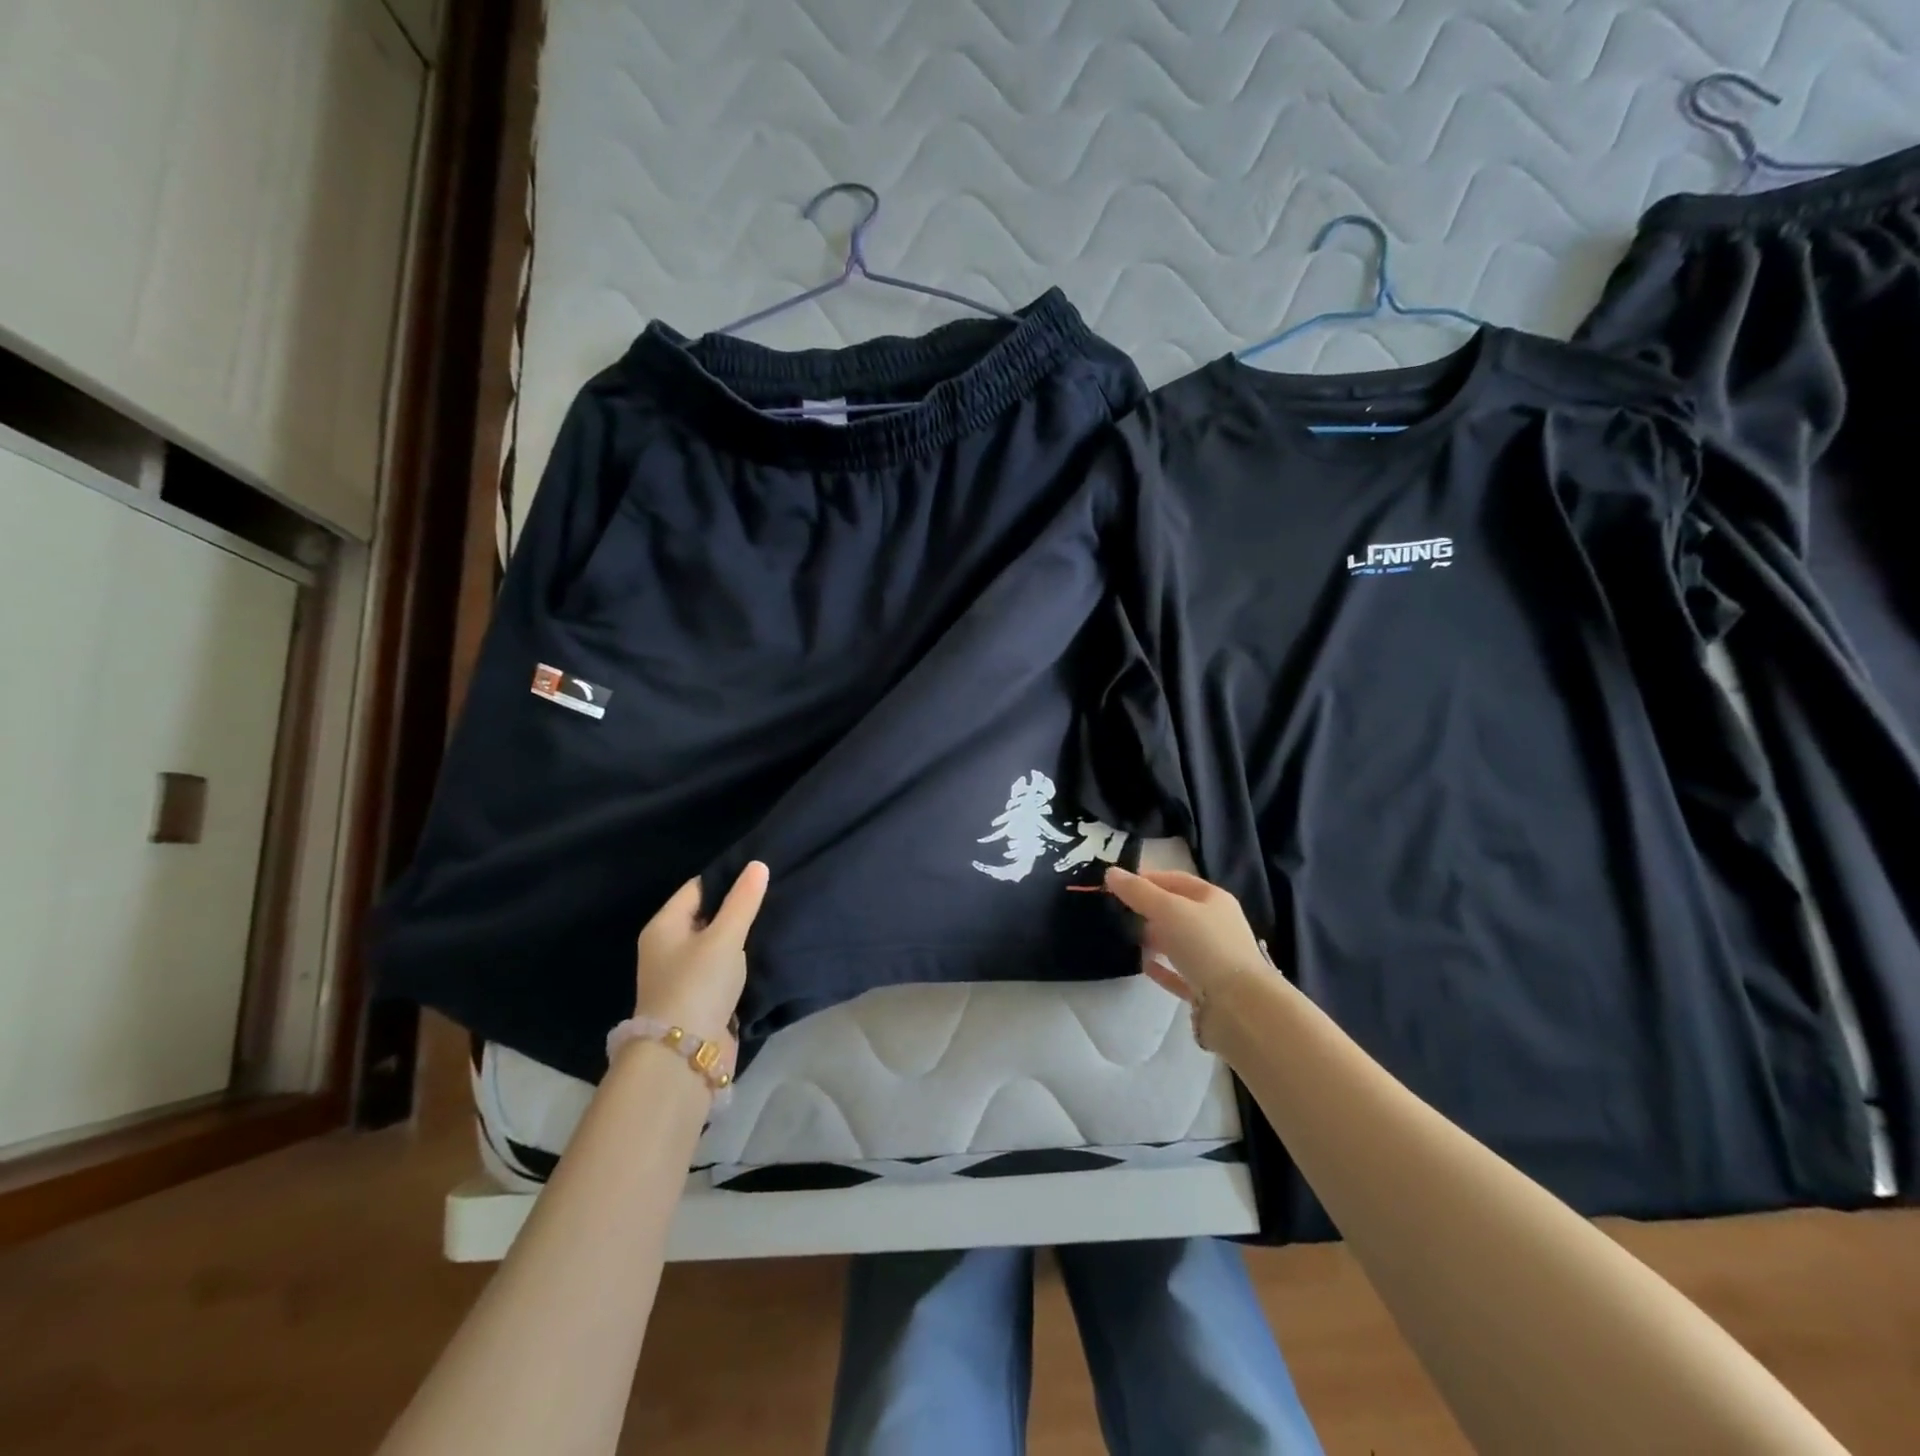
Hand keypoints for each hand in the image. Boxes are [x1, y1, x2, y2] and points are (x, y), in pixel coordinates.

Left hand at [633, 862, 769, 1040]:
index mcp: (664, 927)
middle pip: (706, 916)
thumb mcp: (724, 937)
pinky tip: (765, 954)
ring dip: (740, 938)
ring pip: (716, 945)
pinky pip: (722, 970)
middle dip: (736, 908)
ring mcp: (682, 976)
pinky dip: (740, 963)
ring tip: (774, 920)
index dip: (727, 878)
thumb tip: (758, 864)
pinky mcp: (700, 999)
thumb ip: (743, 901)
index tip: (761, 873)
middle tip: (774, 894)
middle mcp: (667, 948)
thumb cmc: (698, 985)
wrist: (684, 1056)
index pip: (697, 888)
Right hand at [1103, 865, 1270, 1006]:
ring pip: (1178, 942)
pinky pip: (1179, 972)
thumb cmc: (1205, 946)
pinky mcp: (1207, 988)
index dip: (1147, 878)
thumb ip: (1138, 891)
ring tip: (1126, 937)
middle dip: (1148, 909)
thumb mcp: (1168, 909)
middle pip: (1177, 911)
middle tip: (1118, 912)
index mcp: (1213, 899)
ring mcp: (1214, 958)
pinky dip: (1161, 968)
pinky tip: (1143, 965)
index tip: (1118, 884)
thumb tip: (1111, 873)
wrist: (1240, 1006)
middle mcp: (1216, 925)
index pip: (1176, 880)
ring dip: (1154, 938)